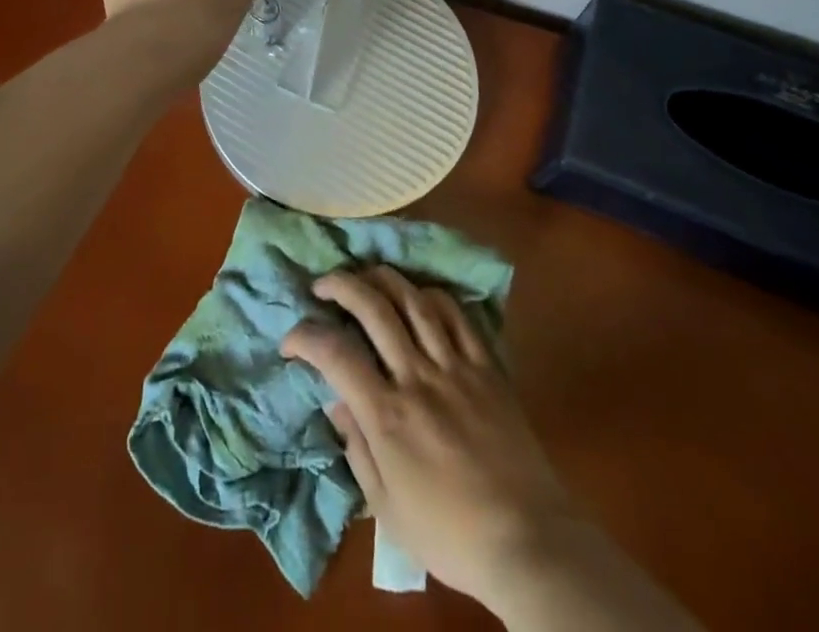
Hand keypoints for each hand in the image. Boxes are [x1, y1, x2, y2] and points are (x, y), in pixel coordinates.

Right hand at [281, 267, 578, 611]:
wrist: (528, 541)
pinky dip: (432, 296)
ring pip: (413, 300)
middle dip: (341, 285)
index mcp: (388, 416)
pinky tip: (418, 296)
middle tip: (323, 285)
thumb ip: (357, 449)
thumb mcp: (387, 509)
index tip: (291, 341)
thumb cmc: (450, 534)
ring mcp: (455, 366)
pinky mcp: (487, 366)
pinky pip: (456, 314)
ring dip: (383, 279)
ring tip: (365, 277)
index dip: (305, 337)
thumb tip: (337, 400)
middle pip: (373, 308)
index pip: (335, 354)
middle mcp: (417, 377)